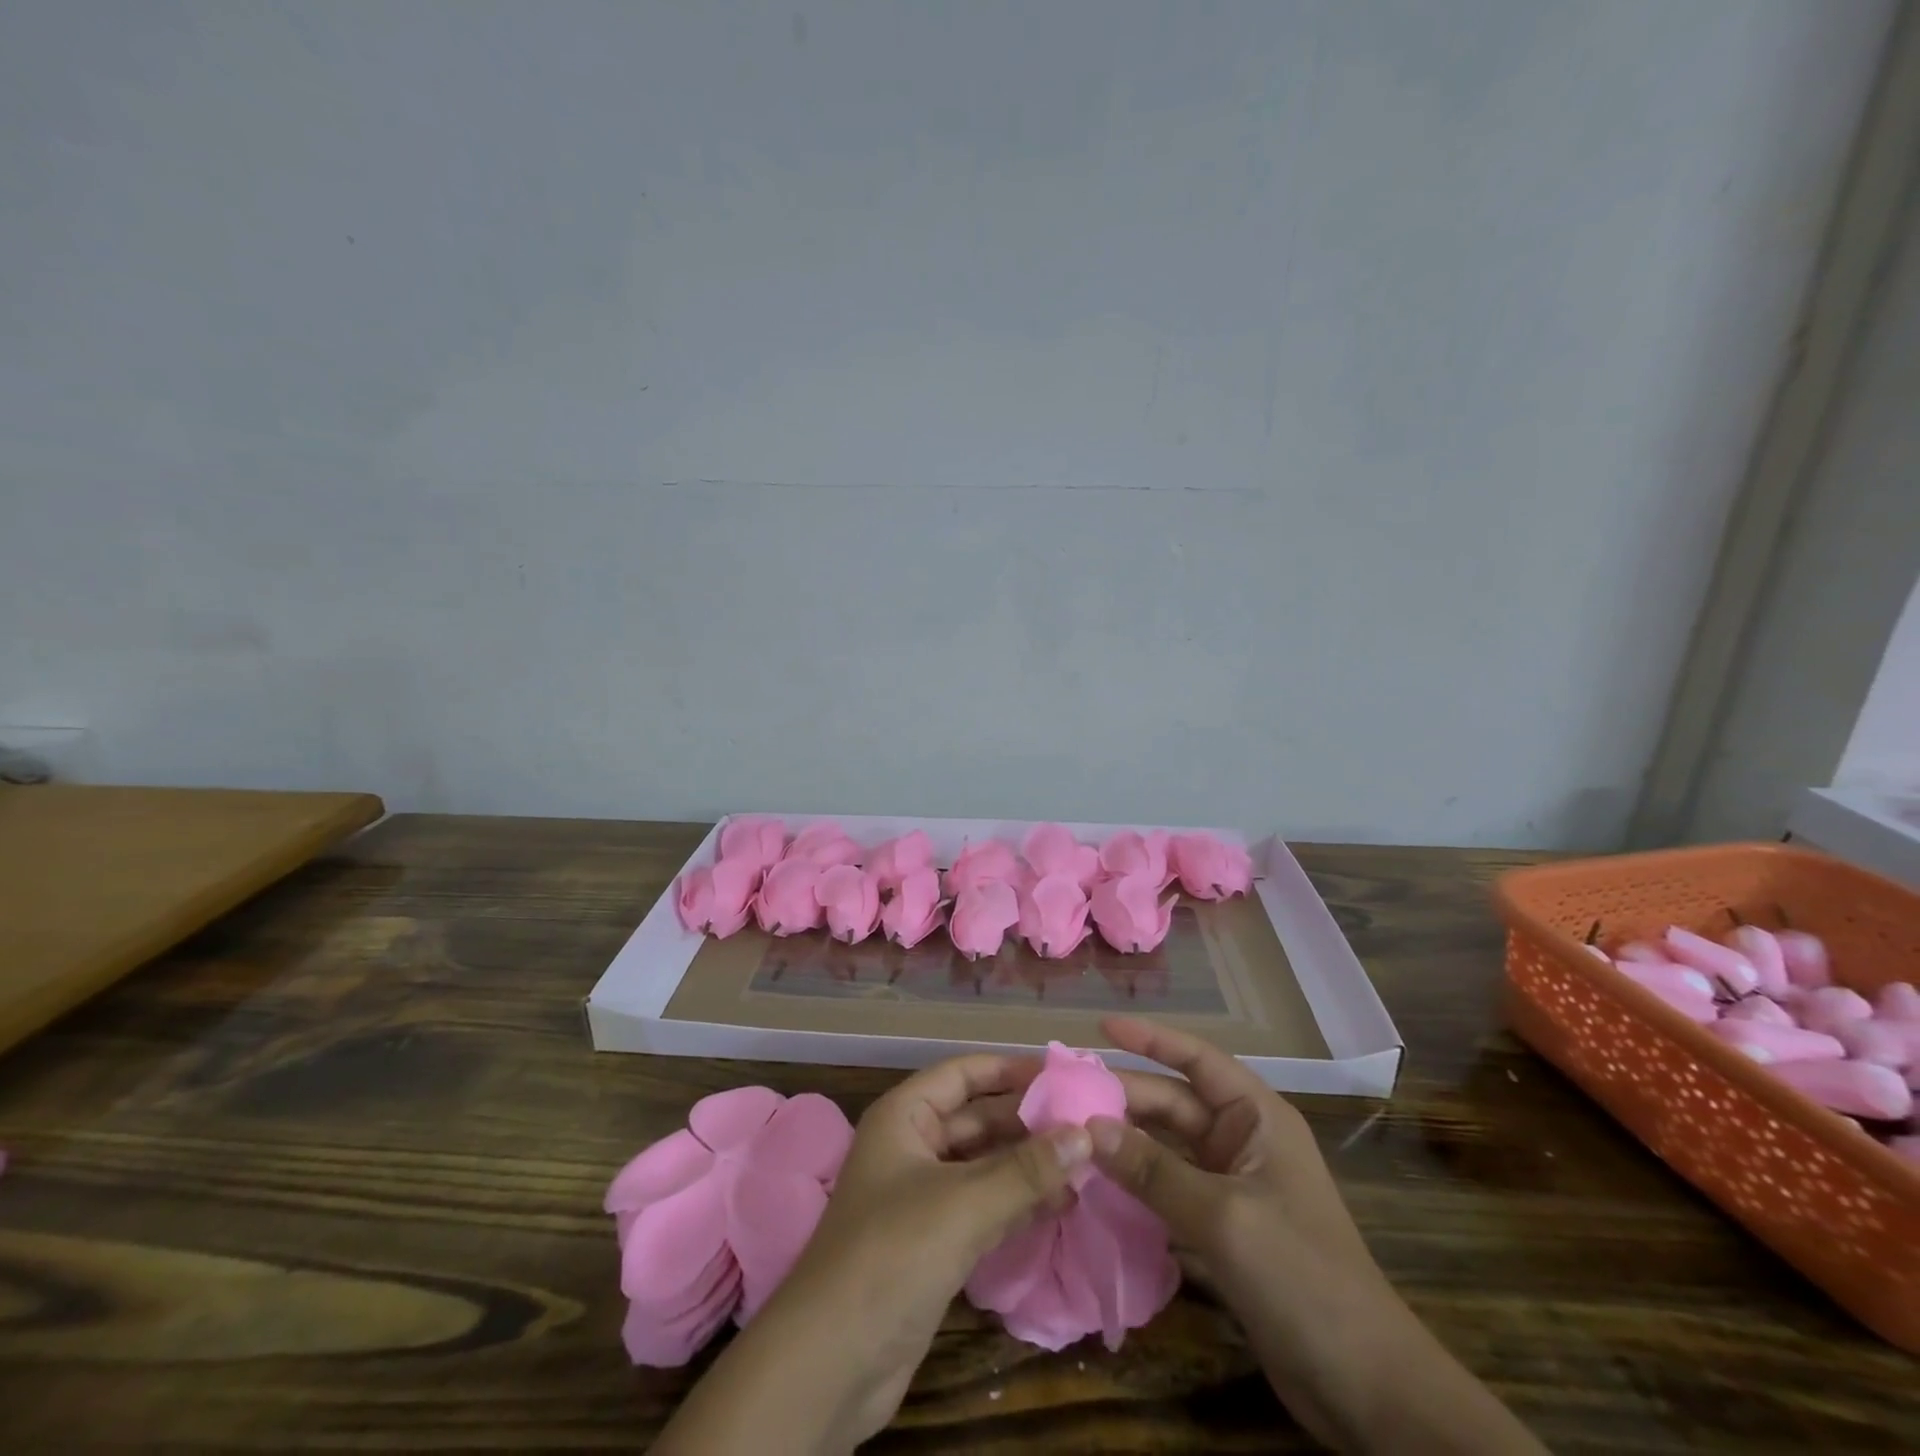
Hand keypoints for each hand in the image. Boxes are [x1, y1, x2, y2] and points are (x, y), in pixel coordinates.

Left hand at [653, 1054, 1090, 1455]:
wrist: (831, 1364)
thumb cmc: (891, 1255)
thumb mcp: (963, 1205)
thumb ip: (1026, 1169)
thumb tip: (1086, 1134)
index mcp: (905, 1116)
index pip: (964, 1073)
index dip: (1011, 1070)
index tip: (1064, 1075)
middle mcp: (913, 1146)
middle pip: (978, 1118)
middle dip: (1028, 1121)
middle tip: (1088, 1124)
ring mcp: (923, 1196)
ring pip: (984, 1165)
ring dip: (1028, 1165)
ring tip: (1086, 1165)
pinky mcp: (933, 1242)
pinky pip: (983, 1206)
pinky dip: (1018, 1203)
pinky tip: (1060, 1205)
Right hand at [1086, 1016, 1382, 1302]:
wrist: (1365, 1387)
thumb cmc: (1301, 1277)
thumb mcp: (1222, 1217)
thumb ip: (1153, 1171)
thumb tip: (1088, 1128)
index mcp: (1256, 1117)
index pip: (1196, 1059)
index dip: (1149, 1038)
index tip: (1100, 1025)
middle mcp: (1242, 1140)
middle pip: (1171, 1103)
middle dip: (1122, 1096)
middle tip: (1063, 1095)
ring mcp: (1232, 1185)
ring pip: (1165, 1147)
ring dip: (1123, 1142)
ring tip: (1068, 1134)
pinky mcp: (1222, 1228)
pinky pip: (1168, 1188)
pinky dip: (1135, 1184)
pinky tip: (1095, 1185)